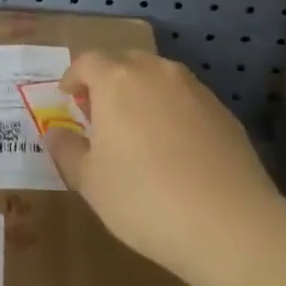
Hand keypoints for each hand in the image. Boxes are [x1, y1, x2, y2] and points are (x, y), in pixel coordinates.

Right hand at [46, 51, 279, 284]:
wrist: (230, 224)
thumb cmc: (145, 199)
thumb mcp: (91, 182)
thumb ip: (67, 150)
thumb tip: (55, 133)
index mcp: (117, 82)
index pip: (87, 61)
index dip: (73, 76)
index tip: (67, 96)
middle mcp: (156, 73)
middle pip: (125, 61)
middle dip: (108, 79)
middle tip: (99, 111)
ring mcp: (195, 89)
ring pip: (159, 77)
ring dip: (142, 92)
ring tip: (137, 127)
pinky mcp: (223, 111)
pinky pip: (186, 98)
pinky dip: (172, 110)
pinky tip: (174, 146)